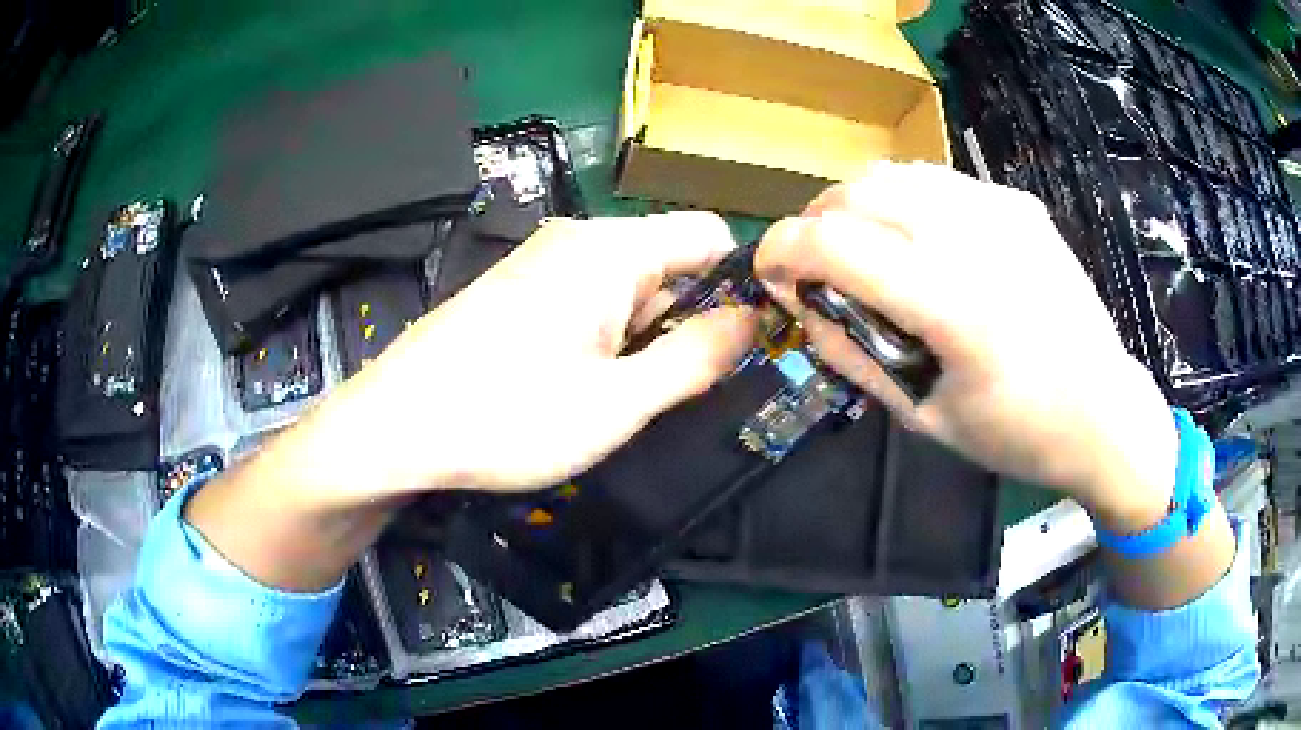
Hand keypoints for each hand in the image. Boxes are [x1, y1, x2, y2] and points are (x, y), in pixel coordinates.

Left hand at [308, 212, 758, 500]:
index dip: (739, 284)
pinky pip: (587, 303)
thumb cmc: (506, 417)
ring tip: (622, 401)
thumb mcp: (619, 402)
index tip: (748, 344)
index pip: (709, 235)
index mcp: (610, 250)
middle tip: (677, 393)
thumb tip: (753, 320)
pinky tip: (580, 390)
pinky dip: (605, 341)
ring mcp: (540, 265)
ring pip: (627, 289)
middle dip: (687, 322)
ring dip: (643, 340)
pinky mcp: (516, 293)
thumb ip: (697, 357)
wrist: (393, 429)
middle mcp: (577, 241)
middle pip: (668, 264)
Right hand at [755, 163, 1177, 530]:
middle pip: (857, 192)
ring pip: (895, 173)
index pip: (834, 243)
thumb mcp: (924, 417)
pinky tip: (916, 239)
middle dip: (813, 223)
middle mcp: (977, 238)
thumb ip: (854, 355)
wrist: (1105, 413)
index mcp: (955, 305)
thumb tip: (804, 308)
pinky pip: (938, 182)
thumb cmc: (1019, 435)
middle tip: (813, 266)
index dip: (780, 250)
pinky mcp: (1019, 204)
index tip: (769, 274)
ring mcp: (1002, 210)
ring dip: (856, 205)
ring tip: (859, 246)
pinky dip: (904, 200)